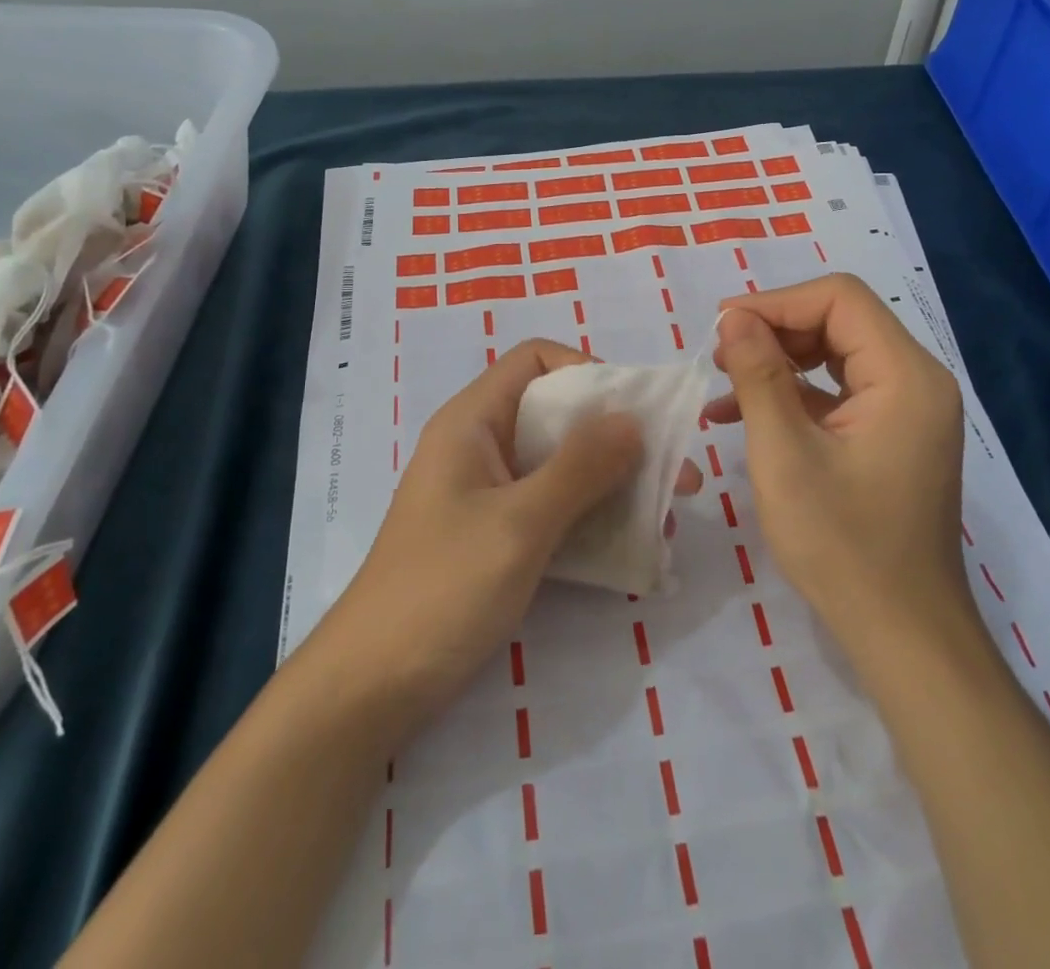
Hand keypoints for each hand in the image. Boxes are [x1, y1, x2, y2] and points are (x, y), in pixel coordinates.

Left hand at [314, 341, 698, 739]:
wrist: (372, 688)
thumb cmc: (442, 589)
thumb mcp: (519, 524)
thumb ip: (580, 467)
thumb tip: (633, 418)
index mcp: (473, 421)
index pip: (535, 361)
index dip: (588, 371)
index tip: (637, 411)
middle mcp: (481, 446)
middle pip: (557, 414)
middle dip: (618, 437)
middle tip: (678, 472)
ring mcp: (487, 494)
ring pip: (561, 466)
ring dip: (613, 483)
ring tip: (668, 516)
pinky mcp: (495, 536)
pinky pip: (553, 508)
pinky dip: (592, 518)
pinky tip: (635, 548)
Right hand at [707, 274, 969, 657]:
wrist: (902, 633)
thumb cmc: (842, 544)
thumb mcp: (785, 454)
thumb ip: (759, 375)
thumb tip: (733, 317)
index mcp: (905, 376)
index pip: (839, 299)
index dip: (776, 302)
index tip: (722, 327)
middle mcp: (916, 381)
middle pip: (839, 321)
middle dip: (774, 330)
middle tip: (719, 355)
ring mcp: (906, 410)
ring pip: (835, 354)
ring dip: (778, 361)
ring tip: (724, 382)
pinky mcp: (891, 436)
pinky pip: (839, 392)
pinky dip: (794, 394)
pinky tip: (743, 415)